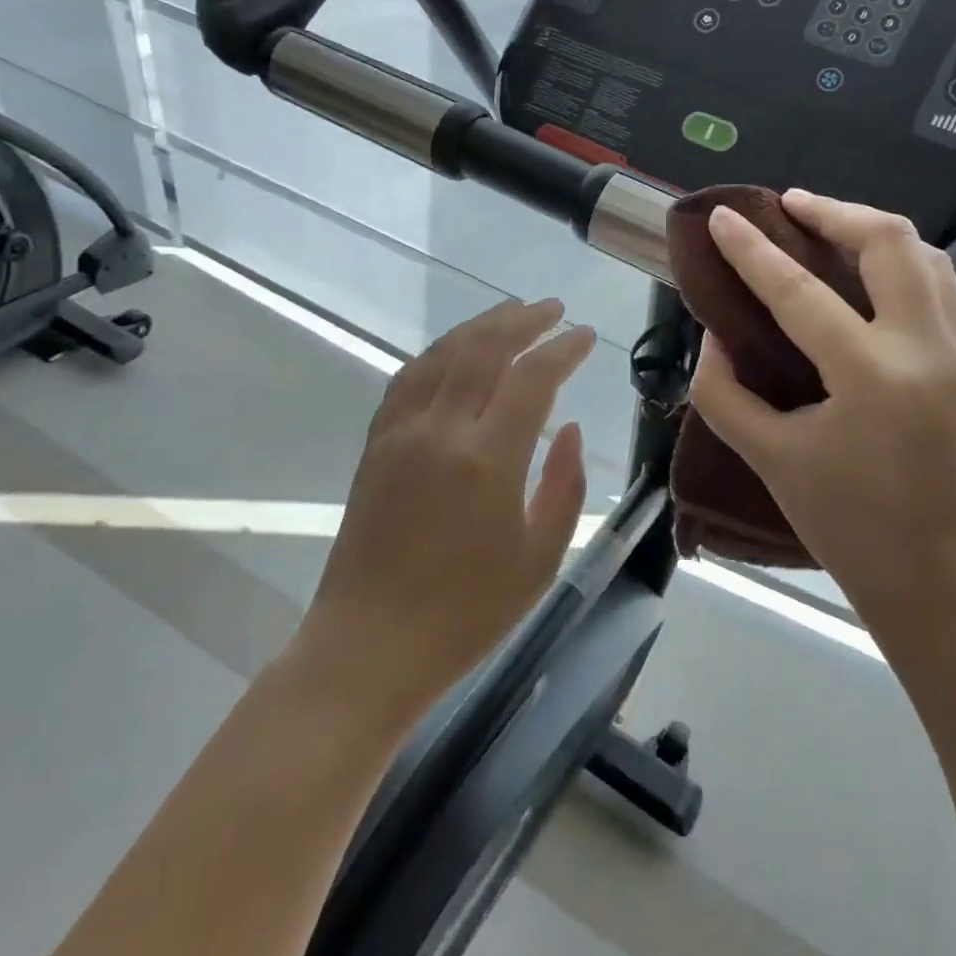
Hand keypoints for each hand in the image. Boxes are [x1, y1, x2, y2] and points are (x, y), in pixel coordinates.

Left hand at [293, 298, 595, 724]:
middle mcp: (440, 431)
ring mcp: (400, 433)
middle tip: (552, 309)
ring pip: (442, 355)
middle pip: (483, 349)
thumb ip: (563, 487)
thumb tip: (570, 429)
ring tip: (510, 313)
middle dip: (523, 321)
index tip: (585, 336)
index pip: (532, 379)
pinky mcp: (376, 445)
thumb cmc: (466, 615)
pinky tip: (454, 351)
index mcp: (487, 460)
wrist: (370, 646)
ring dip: (479, 326)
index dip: (562, 350)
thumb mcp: (538, 561)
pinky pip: (408, 379)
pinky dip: (438, 353)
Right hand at [689, 190, 955, 613]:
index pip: (800, 293)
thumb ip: (724, 391)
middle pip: (889, 243)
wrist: (935, 574)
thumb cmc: (844, 523)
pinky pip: (940, 283)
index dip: (753, 251)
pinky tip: (866, 270)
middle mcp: (925, 349)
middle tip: (787, 205)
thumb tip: (714, 336)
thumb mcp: (767, 457)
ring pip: (926, 254)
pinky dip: (900, 259)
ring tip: (826, 225)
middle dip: (834, 211)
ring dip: (872, 229)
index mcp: (871, 376)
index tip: (721, 218)